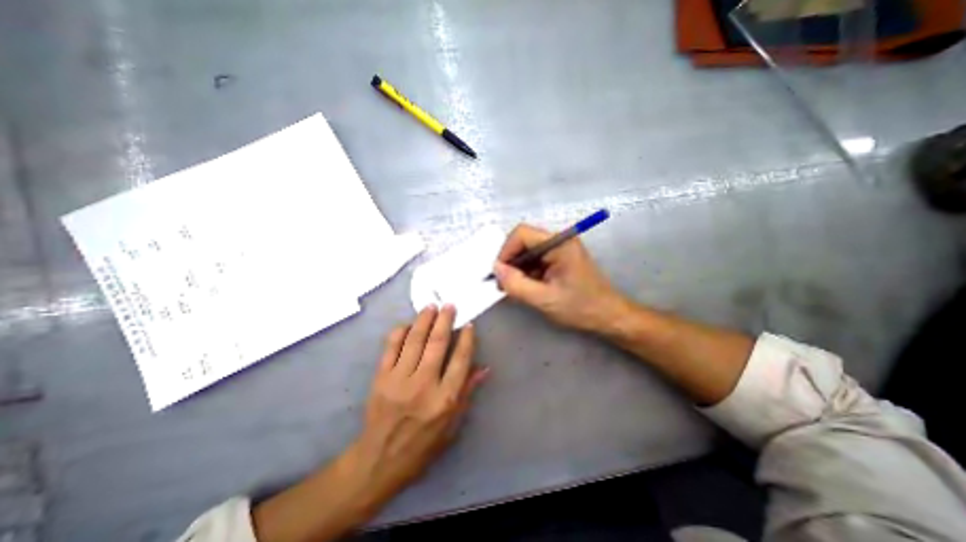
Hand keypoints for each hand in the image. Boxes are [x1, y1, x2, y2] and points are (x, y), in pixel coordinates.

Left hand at [252, 304, 486, 541]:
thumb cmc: (422, 446)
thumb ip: (467, 393)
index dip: (466, 339)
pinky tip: (408, 323)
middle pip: (437, 344)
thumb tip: (484, 368)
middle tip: (449, 305)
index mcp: (444, 399)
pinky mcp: (381, 378)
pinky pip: (391, 347)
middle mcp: (423, 385)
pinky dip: (400, 332)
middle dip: (445, 320)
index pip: (460, 360)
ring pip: (414, 340)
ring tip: (431, 306)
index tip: (468, 325)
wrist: (379, 460)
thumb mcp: (452, 426)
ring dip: (424, 320)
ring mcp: (399, 380)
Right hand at [491, 223, 627, 331]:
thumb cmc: (580, 307)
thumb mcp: (544, 299)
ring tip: (514, 288)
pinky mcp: (559, 258)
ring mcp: (559, 249)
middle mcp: (559, 240)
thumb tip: (495, 269)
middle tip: (504, 284)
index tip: (500, 273)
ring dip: (517, 268)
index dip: (506, 250)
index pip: (522, 233)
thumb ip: (516, 284)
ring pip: (527, 251)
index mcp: (559, 243)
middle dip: (510, 261)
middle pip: (523, 241)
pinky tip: (526, 287)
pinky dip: (526, 272)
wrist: (607, 316)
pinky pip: (535, 259)